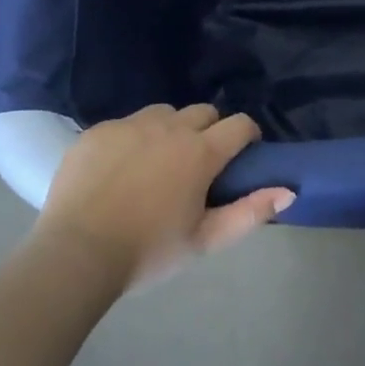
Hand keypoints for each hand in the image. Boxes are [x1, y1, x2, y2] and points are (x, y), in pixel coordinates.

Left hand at [34, 104, 292, 290]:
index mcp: (200, 152)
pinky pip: (126, 123)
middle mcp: (169, 127)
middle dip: (210, 129)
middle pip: (203, 111)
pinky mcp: (98, 130)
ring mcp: (130, 125)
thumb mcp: (204, 240)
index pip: (239, 124)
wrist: (75, 254)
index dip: (247, 134)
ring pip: (164, 113)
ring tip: (158, 161)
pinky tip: (120, 169)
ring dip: (171, 129)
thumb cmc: (148, 251)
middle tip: (199, 163)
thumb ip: (250, 212)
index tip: (243, 153)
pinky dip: (133, 139)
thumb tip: (289, 191)